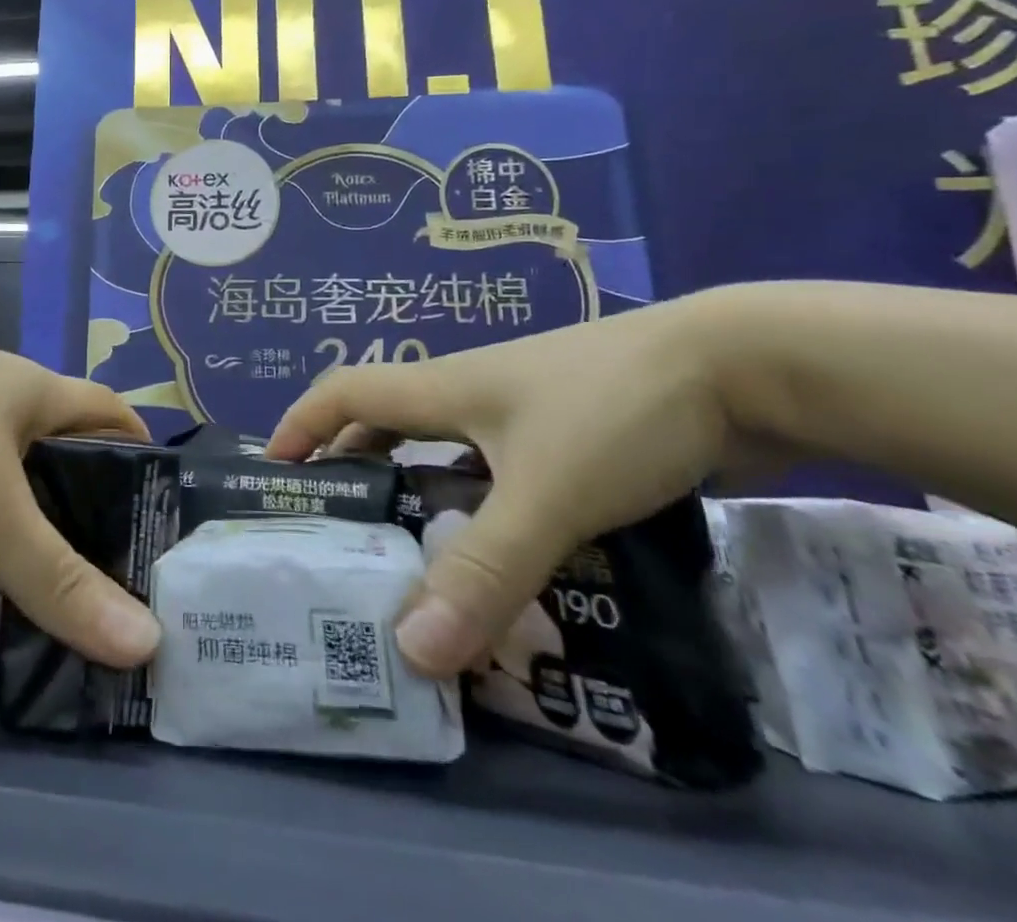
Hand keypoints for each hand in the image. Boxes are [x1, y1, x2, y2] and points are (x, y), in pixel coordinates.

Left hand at [0, 295, 160, 669]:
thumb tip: (144, 644)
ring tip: (30, 582)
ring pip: (1, 467)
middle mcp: (3, 394)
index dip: (141, 456)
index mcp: (40, 393)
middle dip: (79, 501)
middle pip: (60, 445)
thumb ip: (57, 578)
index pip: (113, 414)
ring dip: (16, 514)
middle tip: (95, 572)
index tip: (154, 516)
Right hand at [266, 290, 777, 678]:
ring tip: (405, 558)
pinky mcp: (571, 439)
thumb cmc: (616, 411)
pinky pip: (500, 474)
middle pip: (386, 423)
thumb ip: (483, 569)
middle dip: (350, 467)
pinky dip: (478, 509)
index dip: (301, 422)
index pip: (345, 391)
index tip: (272, 472)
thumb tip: (410, 648)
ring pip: (446, 453)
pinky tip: (496, 558)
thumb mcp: (546, 493)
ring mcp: (524, 415)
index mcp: (443, 387)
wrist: (743, 369)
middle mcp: (471, 394)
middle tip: (334, 532)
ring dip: (416, 494)